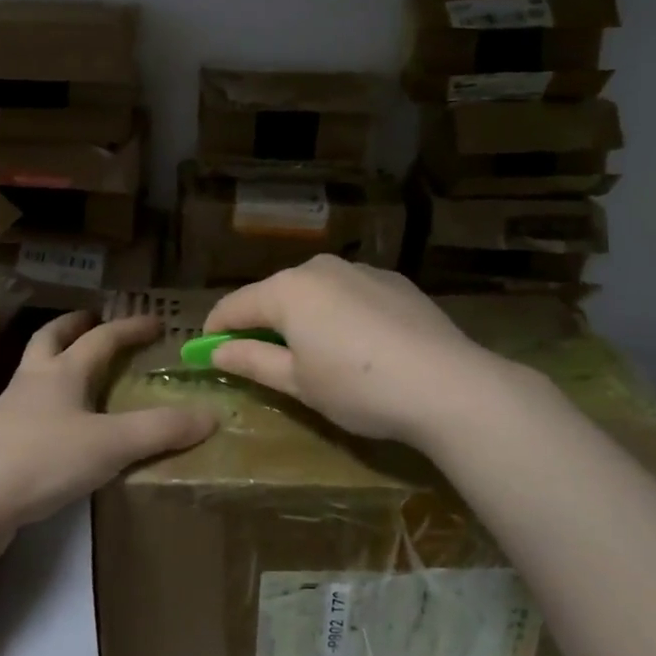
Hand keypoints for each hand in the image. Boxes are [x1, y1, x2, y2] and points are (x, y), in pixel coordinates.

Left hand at [0, 311, 215, 551]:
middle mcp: (32, 382)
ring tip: (75, 370)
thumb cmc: (42, 458)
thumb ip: (161, 430)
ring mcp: (7, 412)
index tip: (156, 321)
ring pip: (33, 372)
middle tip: (92, 320)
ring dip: (54, 361)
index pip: (102, 338)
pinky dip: (44, 404)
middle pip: (50, 339)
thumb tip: (211, 415)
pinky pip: (25, 410)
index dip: (130, 328)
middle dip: (73, 326)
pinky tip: (54, 426)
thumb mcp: (111, 444)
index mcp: (61, 372)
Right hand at [205, 255, 543, 446]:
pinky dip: (339, 313)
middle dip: (261, 322)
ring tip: (313, 352)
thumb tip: (217, 352)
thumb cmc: (358, 387)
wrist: (448, 385)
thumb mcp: (298, 383)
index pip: (235, 305)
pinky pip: (350, 294)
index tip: (207, 351)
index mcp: (288, 290)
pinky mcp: (394, 281)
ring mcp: (361, 270)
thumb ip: (252, 361)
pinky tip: (358, 344)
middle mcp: (320, 268)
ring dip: (302, 316)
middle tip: (260, 358)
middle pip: (275, 294)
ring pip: (315, 291)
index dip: (216, 328)